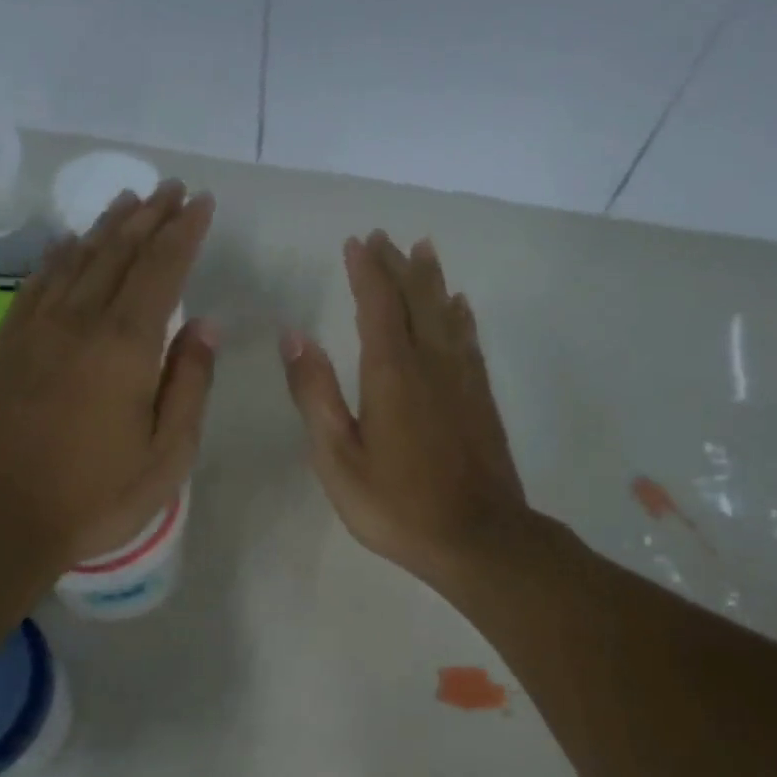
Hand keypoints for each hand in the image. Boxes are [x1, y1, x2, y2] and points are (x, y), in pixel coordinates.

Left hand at [0, 180, 217, 569]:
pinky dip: (57, 256)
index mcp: (126, 347)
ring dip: (106, 227)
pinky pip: (35, 284)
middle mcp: (79, 322)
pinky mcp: (3, 346)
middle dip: (150, 217)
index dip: (184, 233)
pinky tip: (67, 243)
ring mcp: (34, 330)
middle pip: (118, 253)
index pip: (162, 270)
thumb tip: (206, 326)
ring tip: (129, 201)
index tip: (201, 203)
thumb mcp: (166, 456)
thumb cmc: (95, 497)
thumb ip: (189, 386)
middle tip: (172, 190)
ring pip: (76, 260)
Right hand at [281, 230, 527, 593]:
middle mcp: (431, 364)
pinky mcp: (482, 400)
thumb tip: (294, 336)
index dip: (366, 271)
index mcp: (391, 373)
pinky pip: (470, 341)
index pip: (377, 305)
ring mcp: (463, 380)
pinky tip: (460, 308)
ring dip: (432, 281)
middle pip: (416, 300)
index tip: (356, 242)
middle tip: (386, 238)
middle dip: (398, 266)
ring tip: (424, 251)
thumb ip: (315, 395)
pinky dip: (461, 317)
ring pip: (447, 314)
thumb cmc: (396, 505)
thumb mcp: (338, 458)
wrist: (476, 537)